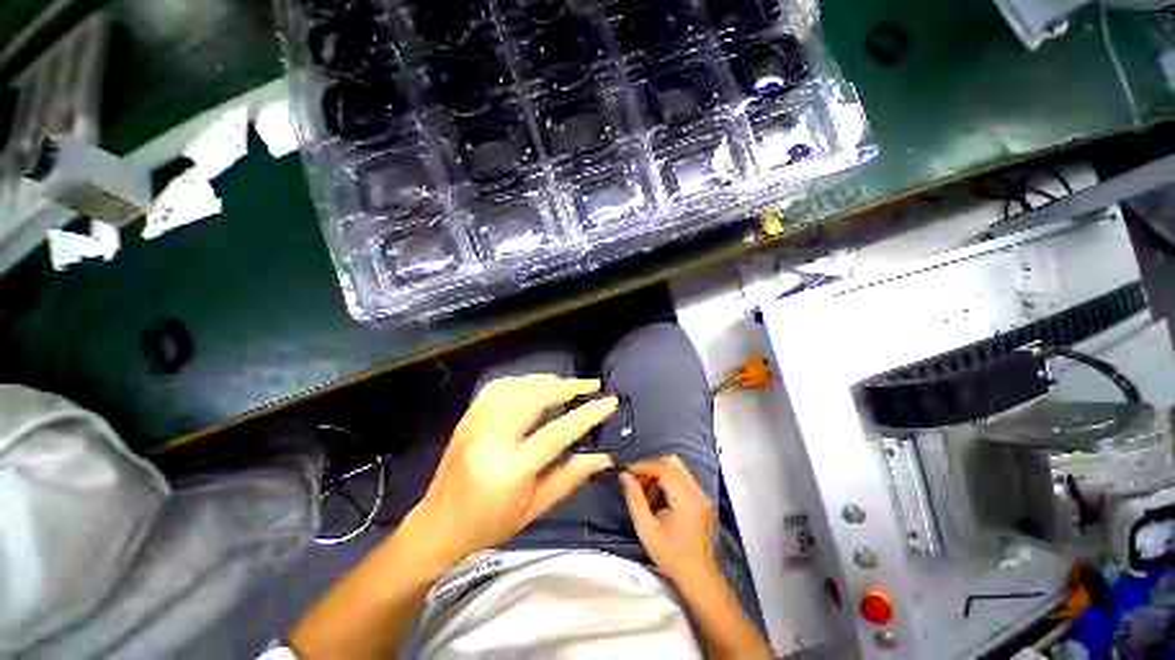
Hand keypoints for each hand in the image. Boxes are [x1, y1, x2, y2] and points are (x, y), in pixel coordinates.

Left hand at [409, 374, 617, 565]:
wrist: (437, 525)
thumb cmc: (490, 524)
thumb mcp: (534, 508)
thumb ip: (570, 477)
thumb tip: (603, 456)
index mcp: (509, 469)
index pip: (556, 433)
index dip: (586, 415)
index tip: (609, 401)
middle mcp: (490, 438)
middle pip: (535, 398)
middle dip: (568, 386)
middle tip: (591, 385)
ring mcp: (475, 422)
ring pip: (517, 386)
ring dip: (547, 380)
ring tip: (569, 384)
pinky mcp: (468, 416)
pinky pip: (498, 386)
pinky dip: (522, 381)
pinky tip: (535, 385)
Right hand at [619, 455, 719, 585]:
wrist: (698, 577)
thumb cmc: (671, 556)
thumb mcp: (646, 529)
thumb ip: (634, 499)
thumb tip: (624, 476)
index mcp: (686, 499)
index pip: (664, 469)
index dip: (644, 466)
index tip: (627, 471)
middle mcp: (697, 492)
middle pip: (673, 462)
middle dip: (652, 467)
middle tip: (636, 480)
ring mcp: (702, 495)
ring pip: (678, 469)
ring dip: (659, 474)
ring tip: (645, 493)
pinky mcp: (702, 499)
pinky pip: (682, 479)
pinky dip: (668, 482)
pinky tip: (658, 499)